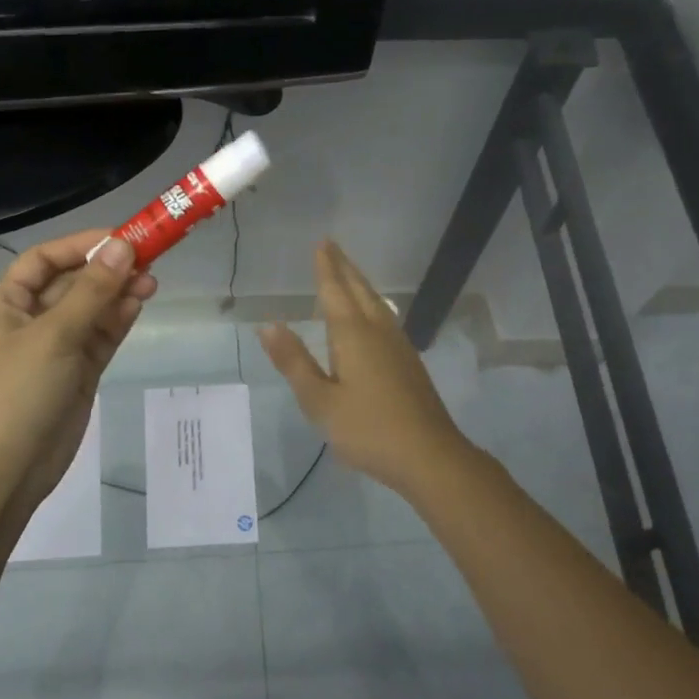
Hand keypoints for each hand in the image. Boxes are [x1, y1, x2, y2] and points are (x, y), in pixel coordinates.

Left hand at [0, 232, 158, 519]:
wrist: (6, 470)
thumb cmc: (18, 392)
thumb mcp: (54, 335)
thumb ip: (92, 291)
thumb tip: (124, 247)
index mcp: (7, 304)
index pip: (44, 260)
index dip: (80, 245)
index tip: (121, 239)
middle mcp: (30, 321)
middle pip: (72, 283)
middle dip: (107, 271)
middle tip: (148, 260)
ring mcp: (56, 349)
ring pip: (91, 310)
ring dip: (118, 294)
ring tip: (152, 282)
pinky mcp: (77, 373)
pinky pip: (100, 337)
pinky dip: (118, 321)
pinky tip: (139, 305)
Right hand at [258, 241, 476, 496]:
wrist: (429, 456)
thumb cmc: (368, 429)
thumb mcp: (320, 401)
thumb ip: (294, 362)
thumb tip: (268, 325)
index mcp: (353, 335)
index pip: (335, 291)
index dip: (326, 268)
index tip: (321, 243)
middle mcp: (378, 332)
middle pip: (360, 290)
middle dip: (344, 268)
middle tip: (332, 247)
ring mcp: (399, 346)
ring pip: (376, 303)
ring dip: (360, 284)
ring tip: (349, 275)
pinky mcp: (409, 363)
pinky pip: (385, 319)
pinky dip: (372, 305)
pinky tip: (373, 318)